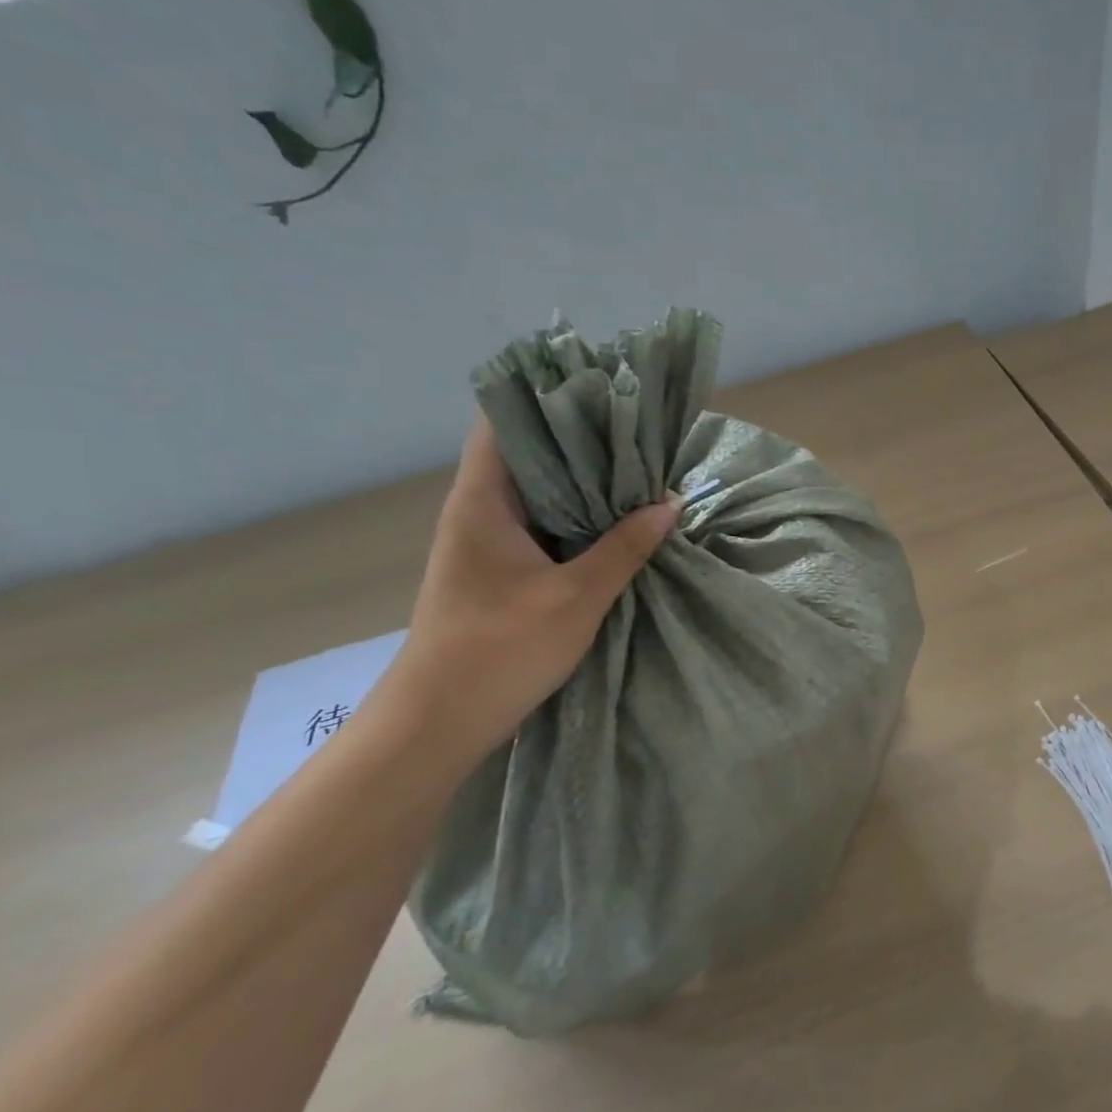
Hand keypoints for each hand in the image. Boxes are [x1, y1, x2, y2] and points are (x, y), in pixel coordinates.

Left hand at [384, 415, 678, 757]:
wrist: (440, 721)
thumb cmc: (500, 650)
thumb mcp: (577, 596)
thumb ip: (626, 546)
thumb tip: (671, 501)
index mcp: (483, 501)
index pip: (504, 422)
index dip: (547, 398)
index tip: (601, 390)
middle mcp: (478, 511)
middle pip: (527, 453)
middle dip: (581, 440)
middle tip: (638, 430)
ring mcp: (486, 542)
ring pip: (538, 492)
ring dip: (583, 482)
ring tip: (638, 467)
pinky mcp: (499, 570)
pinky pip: (542, 525)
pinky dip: (577, 517)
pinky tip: (617, 520)